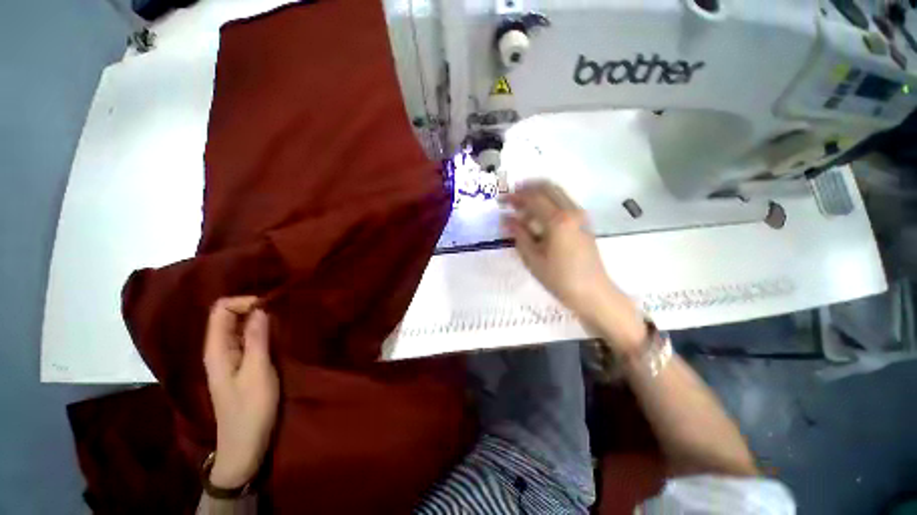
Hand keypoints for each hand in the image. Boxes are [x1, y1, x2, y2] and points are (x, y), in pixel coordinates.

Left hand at [203, 297, 279, 488]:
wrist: (244, 446)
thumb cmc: (250, 410)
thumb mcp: (257, 372)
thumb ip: (257, 339)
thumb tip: (261, 309)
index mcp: (217, 349)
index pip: (220, 310)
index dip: (244, 302)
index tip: (270, 306)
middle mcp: (220, 350)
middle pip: (229, 316)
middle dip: (254, 308)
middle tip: (281, 311)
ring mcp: (230, 358)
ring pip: (240, 327)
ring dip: (260, 320)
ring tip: (284, 319)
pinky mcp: (241, 366)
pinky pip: (249, 340)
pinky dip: (262, 332)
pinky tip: (278, 335)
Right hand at [502, 181, 645, 350]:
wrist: (593, 292)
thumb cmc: (559, 278)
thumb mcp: (533, 258)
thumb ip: (519, 234)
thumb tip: (506, 218)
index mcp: (557, 220)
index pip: (533, 197)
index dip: (515, 196)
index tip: (501, 200)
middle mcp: (571, 211)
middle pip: (547, 187)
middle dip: (527, 189)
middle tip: (511, 198)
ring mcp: (580, 215)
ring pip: (556, 193)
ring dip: (537, 195)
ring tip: (521, 208)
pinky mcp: (583, 223)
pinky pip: (563, 203)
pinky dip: (548, 203)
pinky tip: (537, 217)